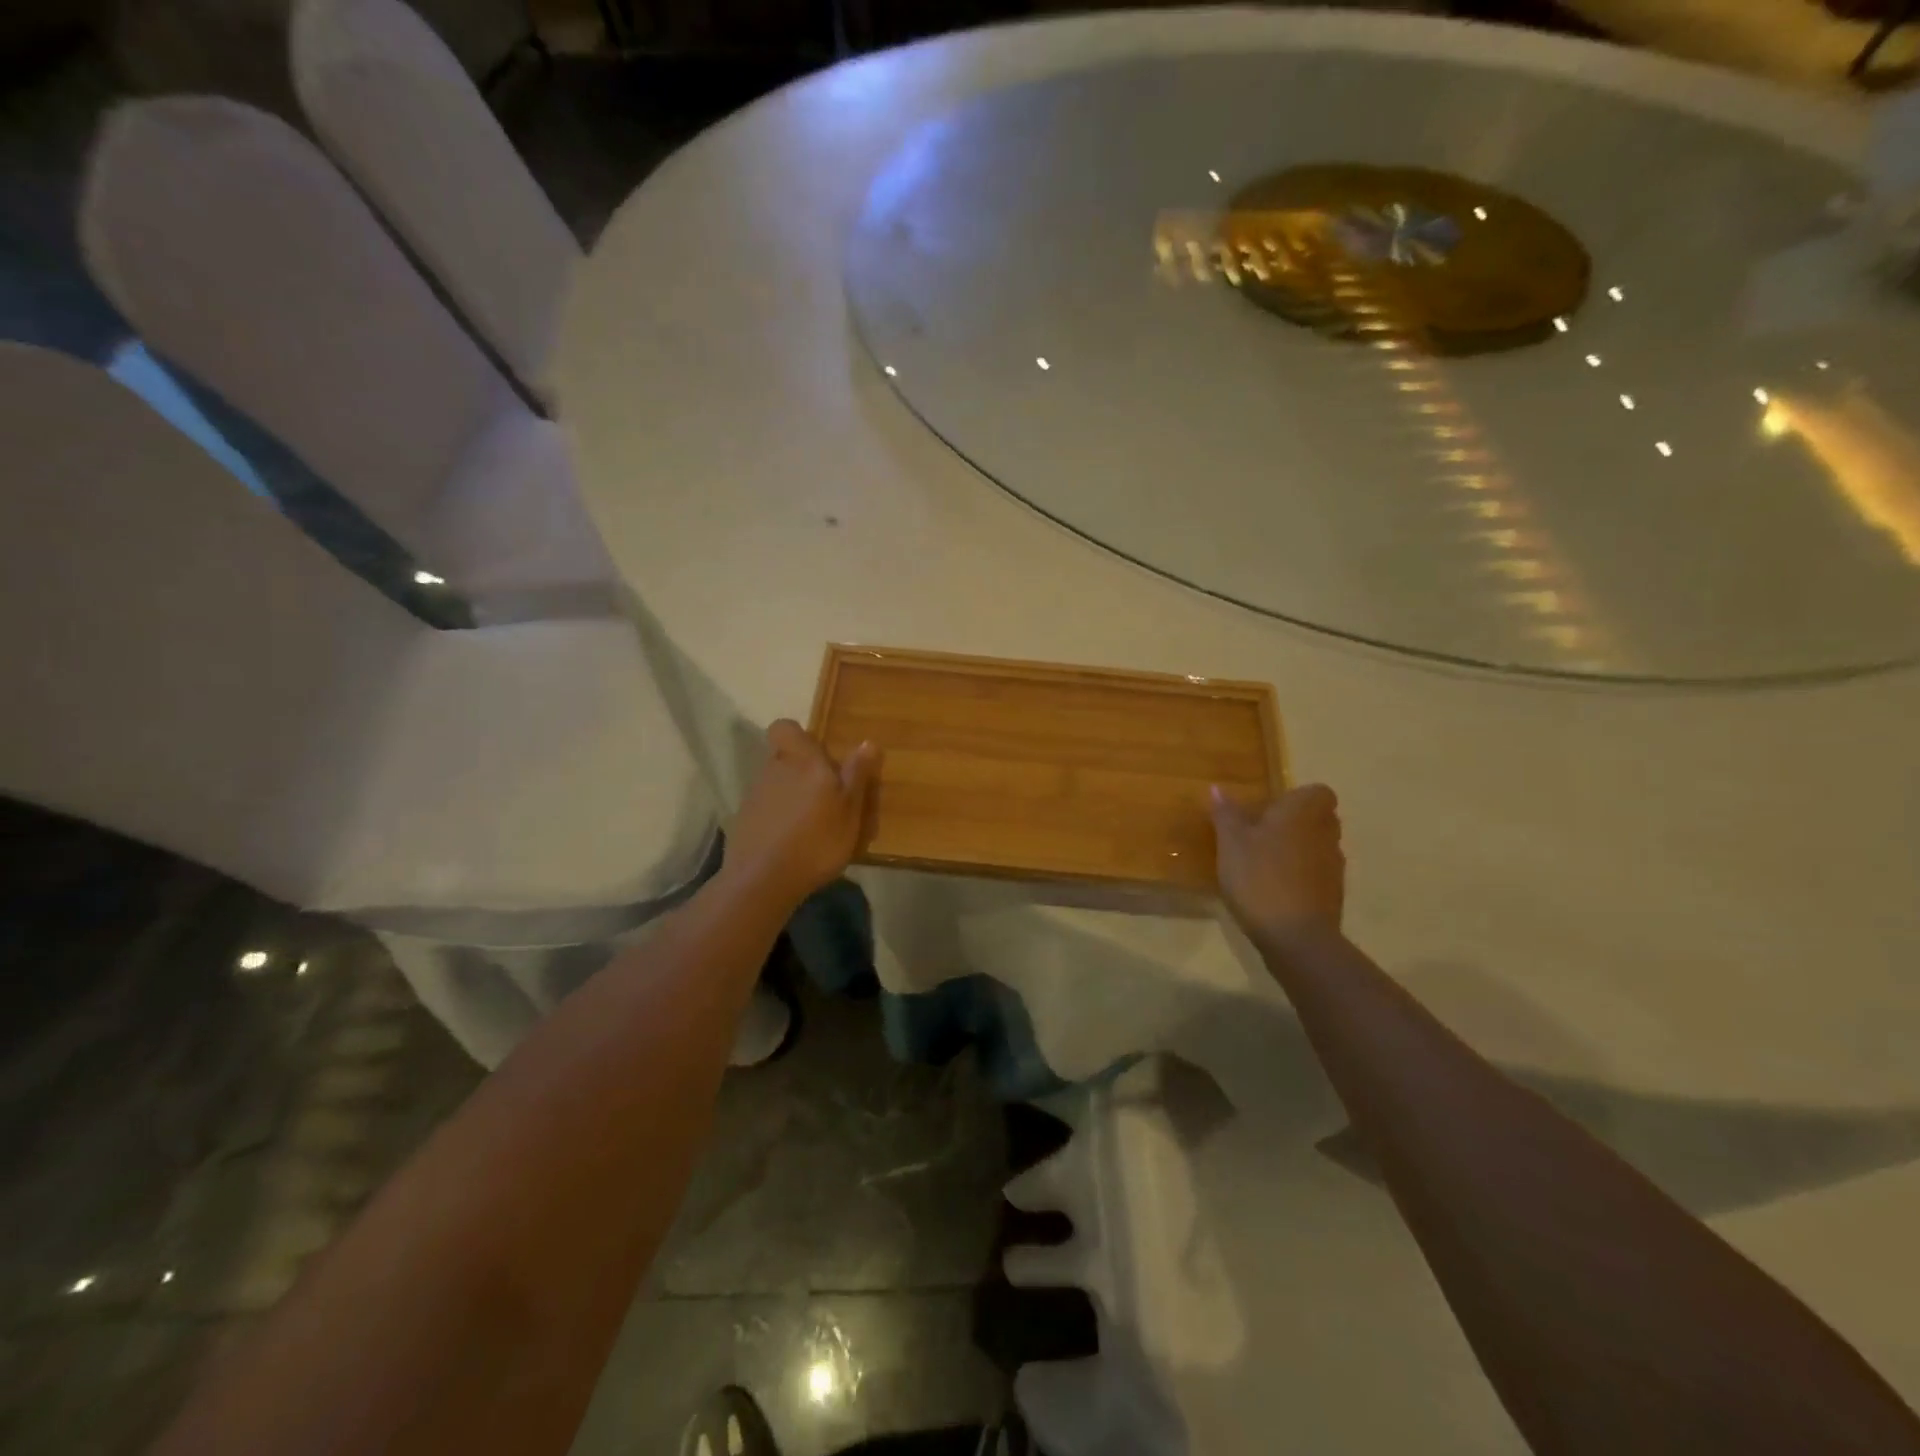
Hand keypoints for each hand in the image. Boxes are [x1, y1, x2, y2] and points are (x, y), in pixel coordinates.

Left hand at [723, 720, 879, 908]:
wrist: (762, 881)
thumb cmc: (817, 840)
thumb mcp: (850, 810)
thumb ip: (857, 774)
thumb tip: (868, 742)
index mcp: (801, 761)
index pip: (785, 728)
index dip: (799, 737)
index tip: (820, 756)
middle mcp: (773, 770)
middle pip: (785, 758)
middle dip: (803, 772)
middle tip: (828, 798)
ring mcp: (754, 796)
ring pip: (776, 785)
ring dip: (792, 797)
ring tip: (814, 827)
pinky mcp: (743, 822)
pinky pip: (766, 810)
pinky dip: (779, 820)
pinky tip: (793, 844)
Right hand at [1210, 782, 1345, 948]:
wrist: (1296, 937)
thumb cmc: (1259, 878)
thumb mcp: (1230, 844)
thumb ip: (1226, 814)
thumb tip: (1218, 788)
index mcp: (1303, 813)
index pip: (1317, 792)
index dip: (1296, 797)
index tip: (1269, 810)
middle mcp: (1325, 833)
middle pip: (1319, 818)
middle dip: (1295, 823)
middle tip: (1260, 834)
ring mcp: (1334, 866)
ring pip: (1318, 846)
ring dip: (1297, 850)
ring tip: (1263, 864)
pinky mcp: (1333, 894)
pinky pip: (1317, 874)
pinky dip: (1300, 876)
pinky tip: (1274, 890)